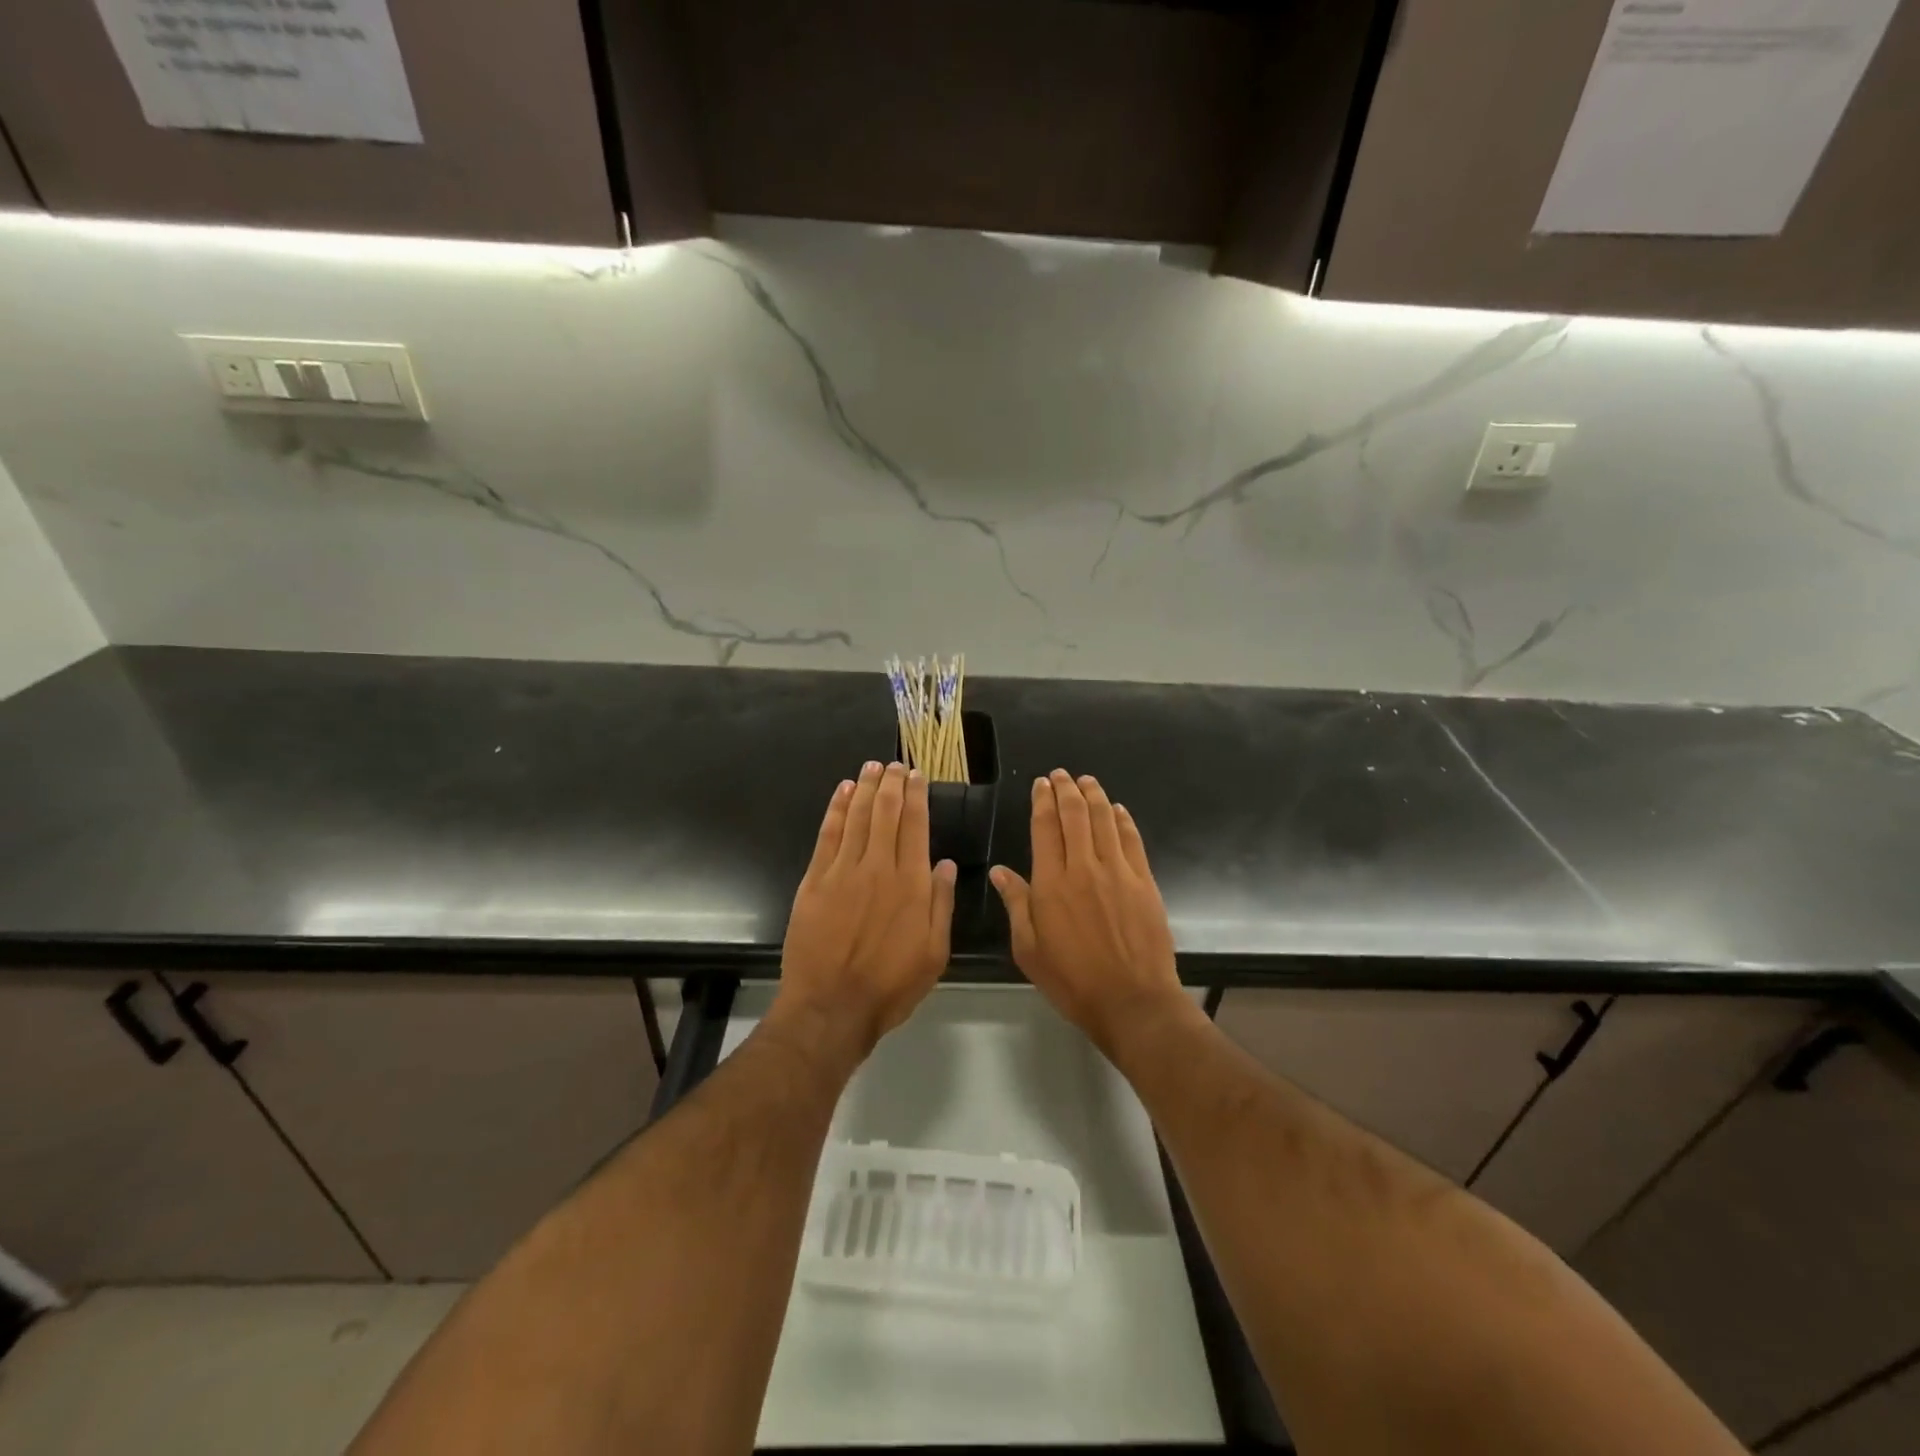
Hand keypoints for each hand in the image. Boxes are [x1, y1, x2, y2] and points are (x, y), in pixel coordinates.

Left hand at [776, 761, 956, 1054]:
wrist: (831, 1006)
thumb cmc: (890, 985)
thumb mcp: (934, 953)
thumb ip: (941, 904)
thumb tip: (944, 864)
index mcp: (912, 884)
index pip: (916, 826)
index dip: (916, 797)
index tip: (917, 776)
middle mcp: (879, 867)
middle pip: (886, 813)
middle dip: (892, 784)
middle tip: (895, 765)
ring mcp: (844, 871)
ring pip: (858, 817)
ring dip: (866, 788)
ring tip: (872, 767)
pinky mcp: (815, 880)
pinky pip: (828, 834)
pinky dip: (837, 809)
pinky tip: (843, 792)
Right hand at [990, 770, 1187, 1054]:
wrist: (1132, 1000)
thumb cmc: (1072, 980)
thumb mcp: (1029, 949)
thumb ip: (1016, 904)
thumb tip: (1000, 871)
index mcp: (1051, 883)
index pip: (1045, 828)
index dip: (1042, 801)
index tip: (1041, 784)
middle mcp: (1084, 867)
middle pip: (1075, 815)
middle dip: (1066, 789)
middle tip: (1061, 774)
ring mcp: (1118, 872)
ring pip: (1104, 820)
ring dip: (1094, 796)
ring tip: (1086, 780)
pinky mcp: (1144, 881)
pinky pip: (1132, 840)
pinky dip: (1122, 820)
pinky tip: (1117, 809)